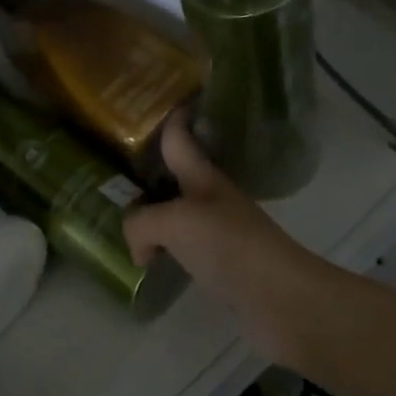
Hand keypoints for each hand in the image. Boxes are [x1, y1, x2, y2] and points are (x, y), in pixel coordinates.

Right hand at [123, 114, 337, 364]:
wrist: (279, 295)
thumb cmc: (228, 244)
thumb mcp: (174, 223)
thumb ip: (142, 224)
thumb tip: (140, 248)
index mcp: (201, 176)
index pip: (180, 137)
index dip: (170, 117)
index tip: (154, 100)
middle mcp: (211, 196)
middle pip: (177, 173)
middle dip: (152, 168)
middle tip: (116, 169)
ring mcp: (219, 229)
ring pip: (179, 210)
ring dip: (156, 210)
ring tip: (126, 215)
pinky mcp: (222, 262)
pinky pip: (185, 243)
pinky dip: (166, 245)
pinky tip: (151, 257)